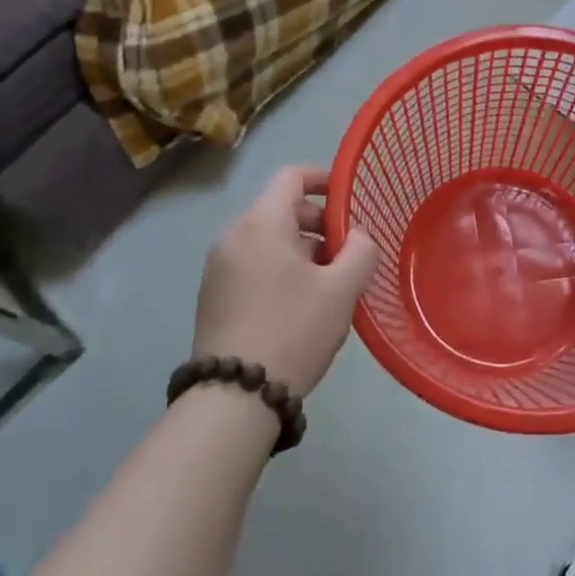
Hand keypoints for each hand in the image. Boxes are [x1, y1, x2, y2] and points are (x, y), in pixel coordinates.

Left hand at [191, 166, 379, 397]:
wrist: (233, 399)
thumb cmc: (293, 331)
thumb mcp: (342, 289)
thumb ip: (360, 250)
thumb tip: (358, 236)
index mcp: (261, 224)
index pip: (292, 176)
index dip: (324, 179)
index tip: (350, 200)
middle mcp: (233, 236)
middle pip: (281, 208)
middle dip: (319, 223)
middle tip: (348, 252)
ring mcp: (218, 267)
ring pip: (269, 239)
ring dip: (303, 249)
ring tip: (330, 284)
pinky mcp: (214, 296)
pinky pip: (254, 263)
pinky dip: (281, 268)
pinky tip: (302, 305)